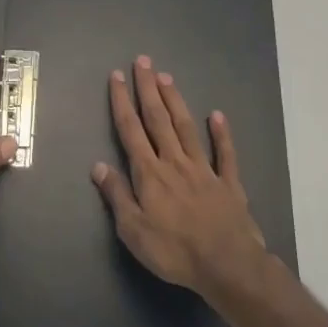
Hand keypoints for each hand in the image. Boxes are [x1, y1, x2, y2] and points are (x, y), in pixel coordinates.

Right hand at [93, 56, 267, 295]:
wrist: (227, 265)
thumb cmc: (174, 251)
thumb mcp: (133, 231)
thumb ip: (117, 195)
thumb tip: (98, 165)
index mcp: (150, 173)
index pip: (131, 130)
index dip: (122, 102)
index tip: (117, 76)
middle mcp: (175, 162)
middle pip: (158, 119)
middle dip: (148, 89)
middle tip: (143, 61)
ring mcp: (204, 169)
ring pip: (186, 127)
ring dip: (175, 101)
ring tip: (167, 77)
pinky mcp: (229, 183)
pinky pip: (225, 154)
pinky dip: (222, 133)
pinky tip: (218, 115)